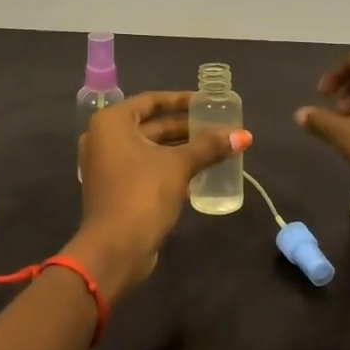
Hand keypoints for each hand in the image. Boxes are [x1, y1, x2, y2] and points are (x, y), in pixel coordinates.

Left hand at [68, 91, 250, 297]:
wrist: (115, 248)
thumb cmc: (142, 194)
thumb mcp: (178, 165)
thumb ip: (209, 147)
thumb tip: (244, 135)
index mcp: (112, 123)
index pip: (150, 101)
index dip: (180, 100)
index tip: (206, 103)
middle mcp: (104, 139)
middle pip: (151, 125)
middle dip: (185, 128)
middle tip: (217, 128)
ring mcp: (108, 166)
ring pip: (150, 149)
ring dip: (180, 149)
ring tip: (214, 149)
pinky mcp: (116, 189)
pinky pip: (146, 168)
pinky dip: (169, 167)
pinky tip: (199, 173)